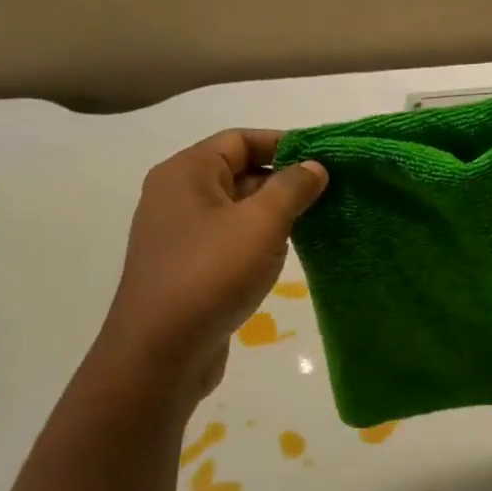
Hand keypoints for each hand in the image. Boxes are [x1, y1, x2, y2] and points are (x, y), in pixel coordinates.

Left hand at [97, 130, 326, 405]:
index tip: (324, 159)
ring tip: (315, 225)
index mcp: (186, 173)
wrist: (161, 351)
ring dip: (272, 215)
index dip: (283, 143)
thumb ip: (292, 188)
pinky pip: (228, 242)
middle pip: (237, 172)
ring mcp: (179, 236)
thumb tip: (314, 166)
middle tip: (329, 195)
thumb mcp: (261, 224)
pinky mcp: (187, 270)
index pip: (239, 139)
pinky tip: (283, 258)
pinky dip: (256, 243)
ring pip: (235, 211)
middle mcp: (176, 197)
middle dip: (282, 181)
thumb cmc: (211, 274)